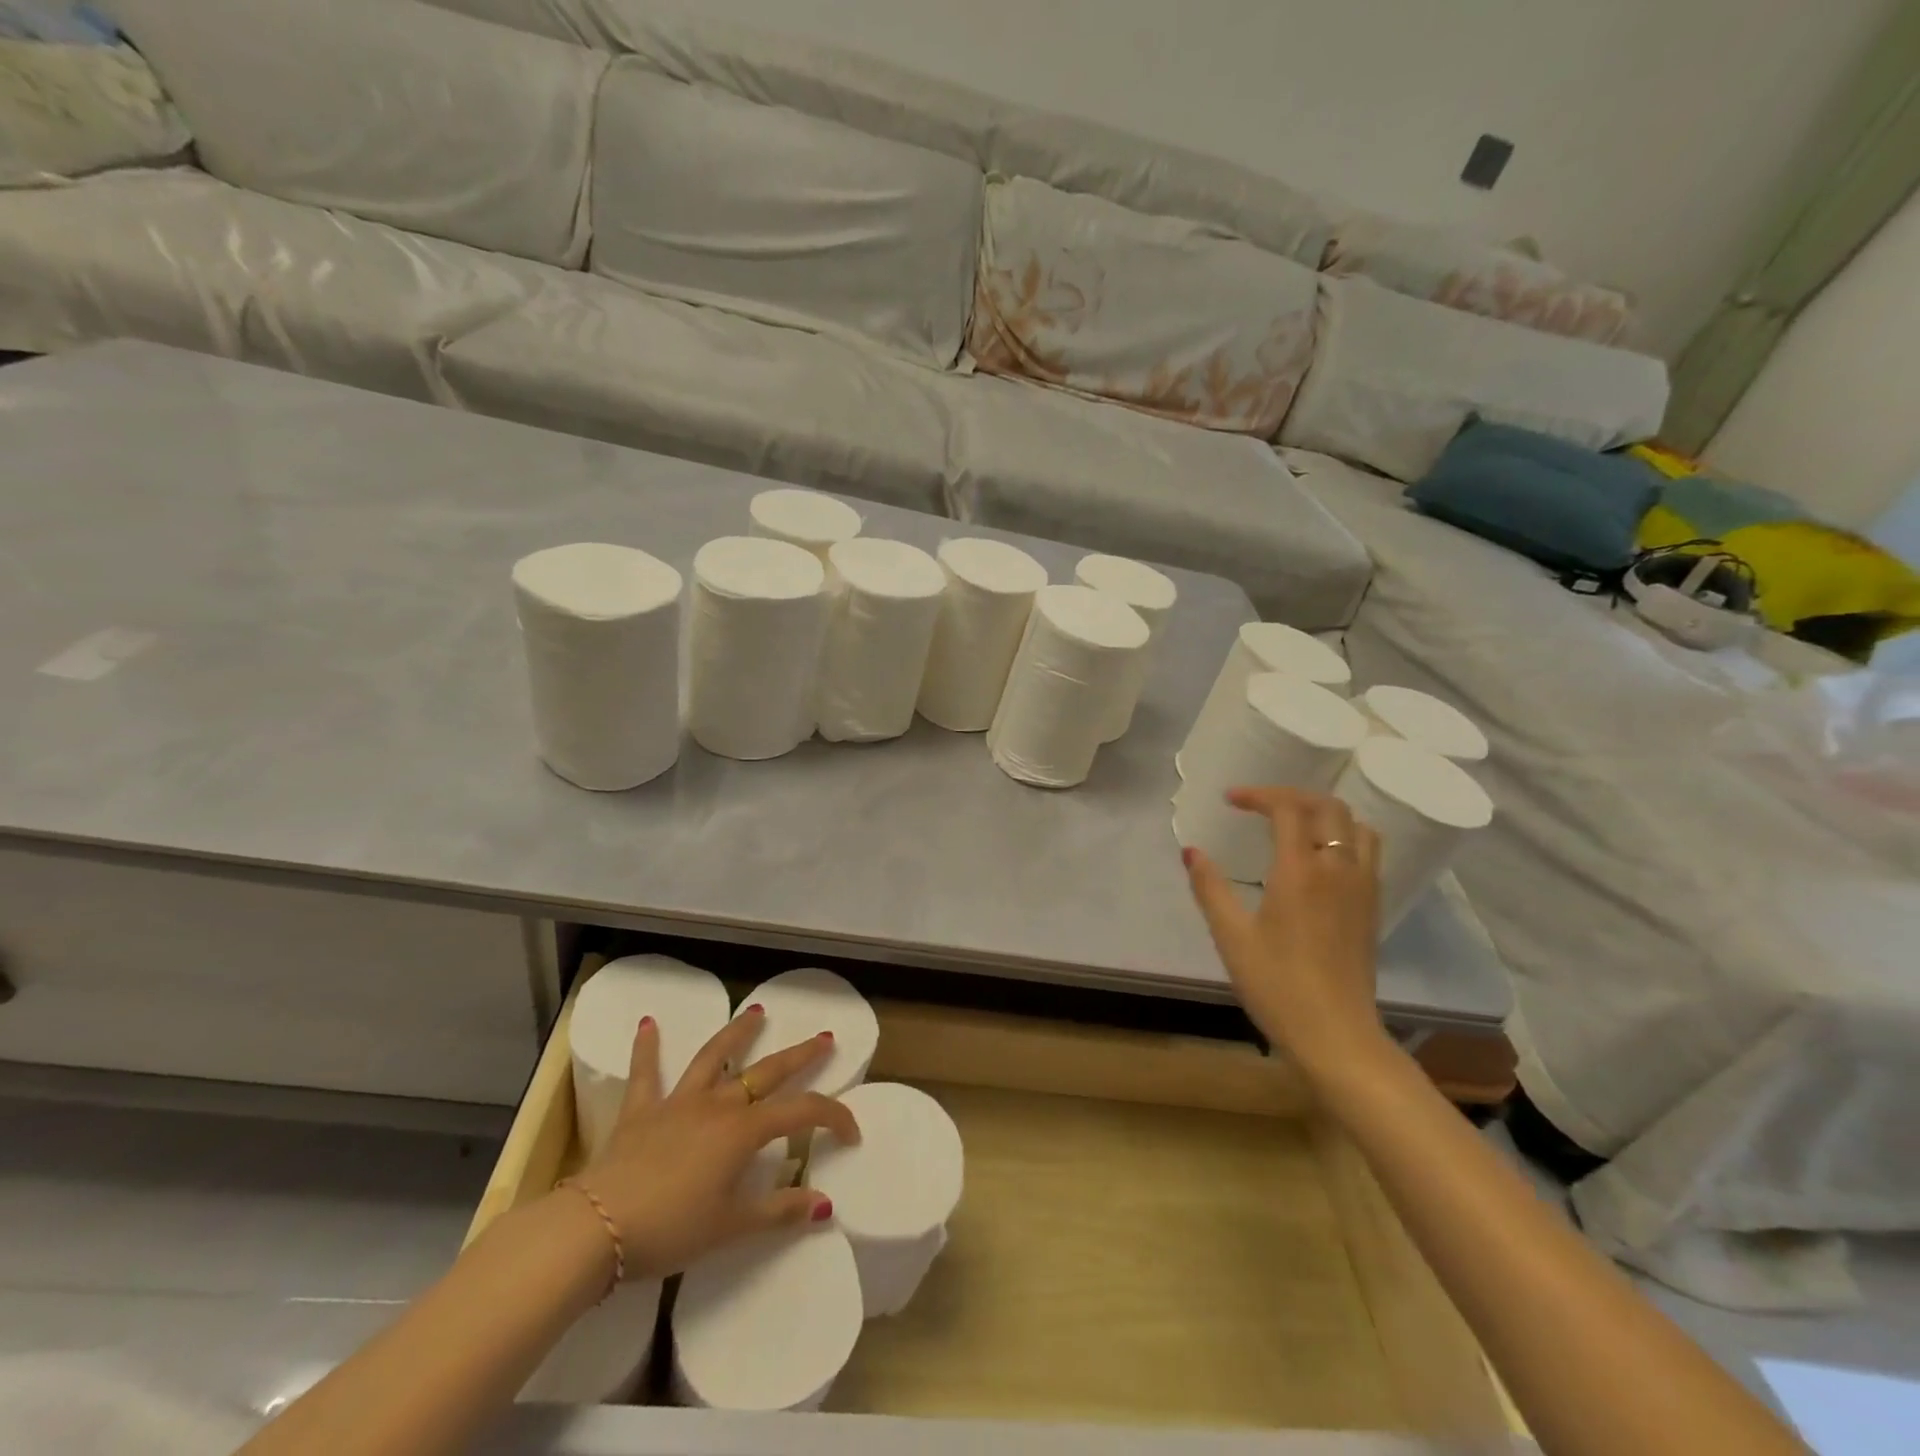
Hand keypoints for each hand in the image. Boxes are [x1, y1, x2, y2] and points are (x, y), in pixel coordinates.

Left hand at [567, 1008, 859, 1281]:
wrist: (596, 1228)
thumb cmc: (670, 1229)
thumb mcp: (731, 1227)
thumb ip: (779, 1212)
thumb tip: (825, 1205)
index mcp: (744, 1131)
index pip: (802, 1112)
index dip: (833, 1116)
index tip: (852, 1133)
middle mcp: (718, 1105)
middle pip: (767, 1071)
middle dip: (800, 1055)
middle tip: (823, 1038)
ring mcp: (678, 1103)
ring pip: (714, 1057)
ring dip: (737, 1033)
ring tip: (755, 1012)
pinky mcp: (640, 1112)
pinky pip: (645, 1074)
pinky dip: (647, 1048)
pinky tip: (648, 1023)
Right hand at [1183, 786, 1388, 1070]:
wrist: (1336, 1035)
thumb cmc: (1277, 985)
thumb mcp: (1231, 937)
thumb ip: (1210, 888)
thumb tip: (1192, 851)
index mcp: (1300, 872)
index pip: (1288, 809)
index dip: (1258, 795)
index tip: (1230, 800)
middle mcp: (1338, 869)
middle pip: (1328, 807)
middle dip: (1292, 796)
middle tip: (1260, 806)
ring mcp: (1362, 888)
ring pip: (1356, 826)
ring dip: (1324, 813)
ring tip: (1294, 824)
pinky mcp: (1372, 907)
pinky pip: (1367, 851)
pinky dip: (1344, 836)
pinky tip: (1320, 857)